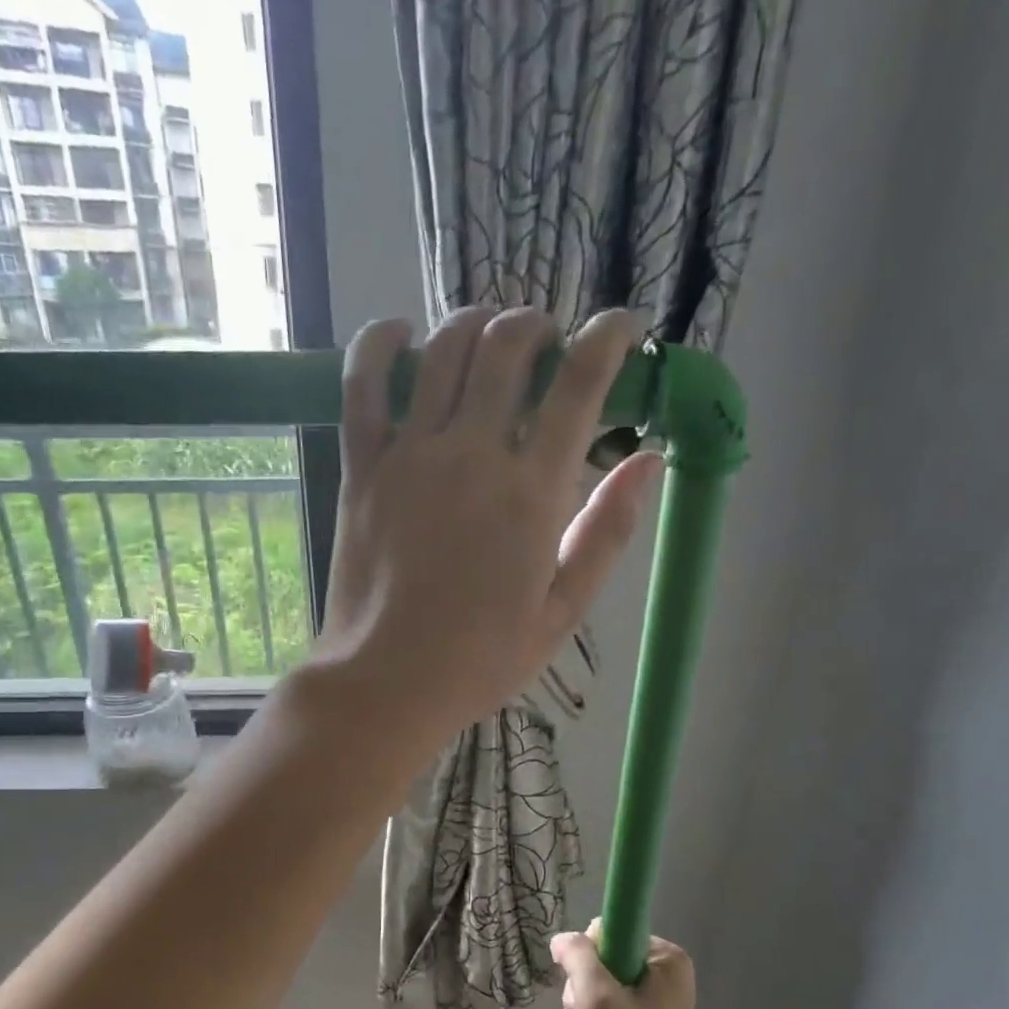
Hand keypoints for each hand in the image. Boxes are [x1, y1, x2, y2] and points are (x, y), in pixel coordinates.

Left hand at [315, 306, 663, 745]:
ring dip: (476, 324)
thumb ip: (606, 533)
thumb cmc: (479, 660)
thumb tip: (647, 460)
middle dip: (539, 327)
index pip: (579, 382)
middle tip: (547, 349)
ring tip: (489, 340)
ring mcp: (410, 455)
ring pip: (444, 349)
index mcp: (532, 493)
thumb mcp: (562, 612)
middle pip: (509, 344)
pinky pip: (362, 382)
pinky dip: (381, 343)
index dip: (610, 338)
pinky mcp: (362, 467)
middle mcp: (472, 454)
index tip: (623, 330)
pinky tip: (402, 334)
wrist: (386, 683)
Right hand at [557, 925, 706, 1008]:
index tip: (586, 994)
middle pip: (597, 963)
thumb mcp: (597, 1000)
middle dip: (581, 995)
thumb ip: (578, 958)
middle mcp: (662, 972)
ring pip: (595, 988)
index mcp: (664, 957)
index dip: (585, 960)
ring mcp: (653, 998)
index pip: (605, 933)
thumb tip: (561, 939)